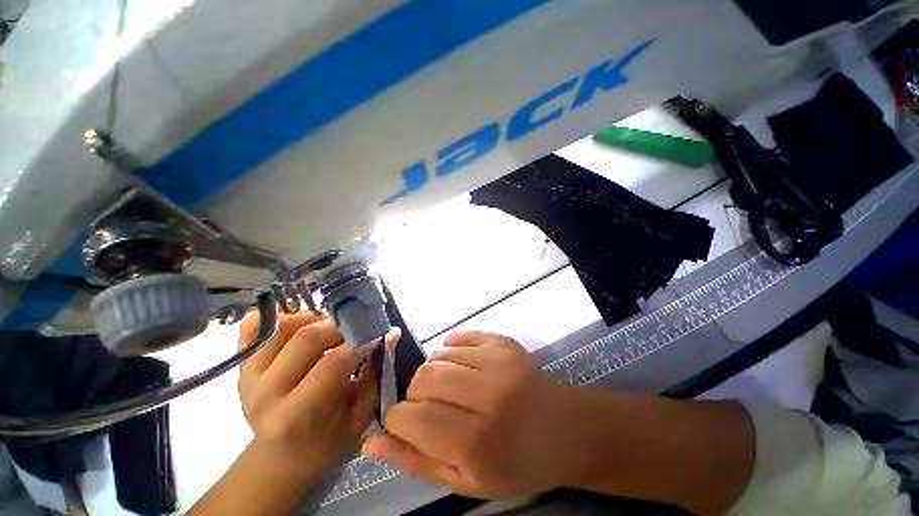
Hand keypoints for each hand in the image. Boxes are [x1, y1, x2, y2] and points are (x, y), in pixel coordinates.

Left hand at [238, 312, 397, 479]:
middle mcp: (266, 393)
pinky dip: (276, 317)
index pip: (333, 363)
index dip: (360, 342)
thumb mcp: (359, 417)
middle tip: (355, 328)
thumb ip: (376, 374)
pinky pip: (252, 328)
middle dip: (340, 326)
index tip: (377, 334)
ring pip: (283, 327)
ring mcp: (248, 377)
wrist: (279, 459)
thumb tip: (391, 333)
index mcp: (297, 416)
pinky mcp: (241, 367)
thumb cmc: (326, 442)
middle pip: (307, 339)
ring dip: (314, 319)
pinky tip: (298, 322)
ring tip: (330, 329)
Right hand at [362, 331, 583, 498]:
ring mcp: (498, 360)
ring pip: (439, 355)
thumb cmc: (517, 463)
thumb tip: (371, 440)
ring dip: (434, 372)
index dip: (398, 419)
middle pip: (423, 378)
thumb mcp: (466, 481)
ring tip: (451, 388)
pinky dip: (450, 349)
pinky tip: (460, 365)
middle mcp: (488, 394)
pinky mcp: (503, 342)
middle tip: (431, 407)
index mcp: (477, 441)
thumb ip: (416, 461)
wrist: (565, 429)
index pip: (412, 417)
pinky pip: (460, 336)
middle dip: (415, 394)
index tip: (403, 423)